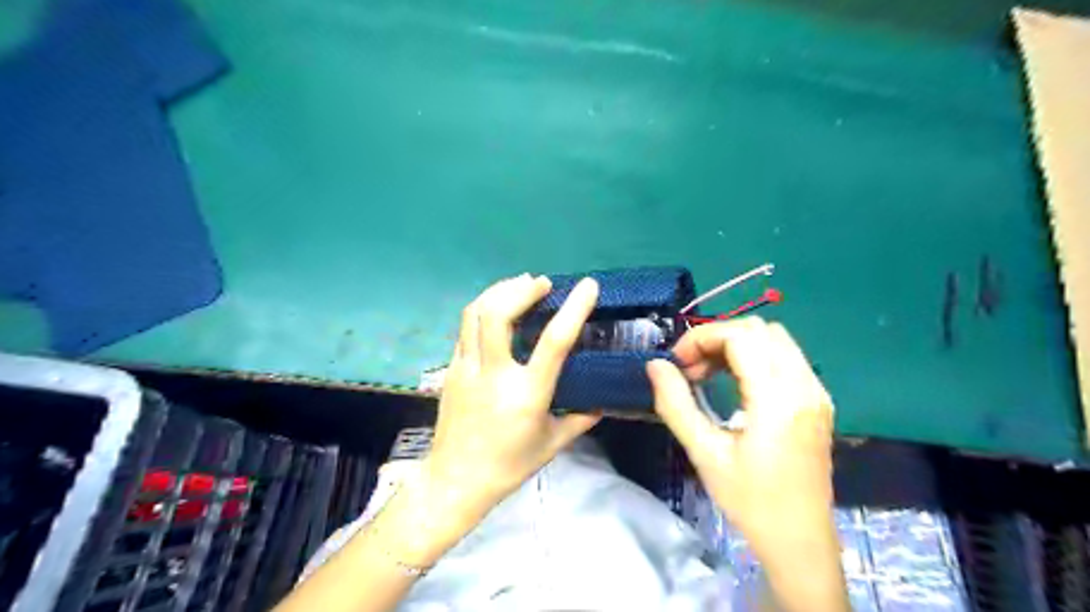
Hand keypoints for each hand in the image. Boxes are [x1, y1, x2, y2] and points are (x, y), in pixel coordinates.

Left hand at [423, 276, 599, 516]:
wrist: (455, 480)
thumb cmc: (508, 465)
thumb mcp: (552, 444)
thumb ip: (580, 419)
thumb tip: (602, 402)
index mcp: (527, 394)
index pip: (554, 342)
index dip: (573, 309)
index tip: (588, 286)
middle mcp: (494, 374)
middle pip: (498, 314)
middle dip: (521, 289)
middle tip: (541, 283)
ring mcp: (467, 368)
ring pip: (475, 313)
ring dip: (499, 291)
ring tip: (519, 285)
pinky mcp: (450, 369)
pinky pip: (464, 328)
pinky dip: (483, 309)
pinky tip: (496, 309)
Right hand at [645, 319, 836, 559]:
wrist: (800, 541)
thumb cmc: (750, 501)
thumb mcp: (704, 454)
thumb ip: (676, 404)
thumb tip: (655, 365)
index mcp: (778, 399)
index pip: (741, 336)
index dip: (702, 338)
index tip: (678, 364)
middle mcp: (804, 386)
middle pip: (759, 329)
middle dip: (717, 338)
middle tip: (692, 370)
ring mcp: (816, 391)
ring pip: (775, 338)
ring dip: (737, 344)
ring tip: (709, 374)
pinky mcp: (818, 401)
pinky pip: (786, 356)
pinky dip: (756, 355)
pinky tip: (736, 383)